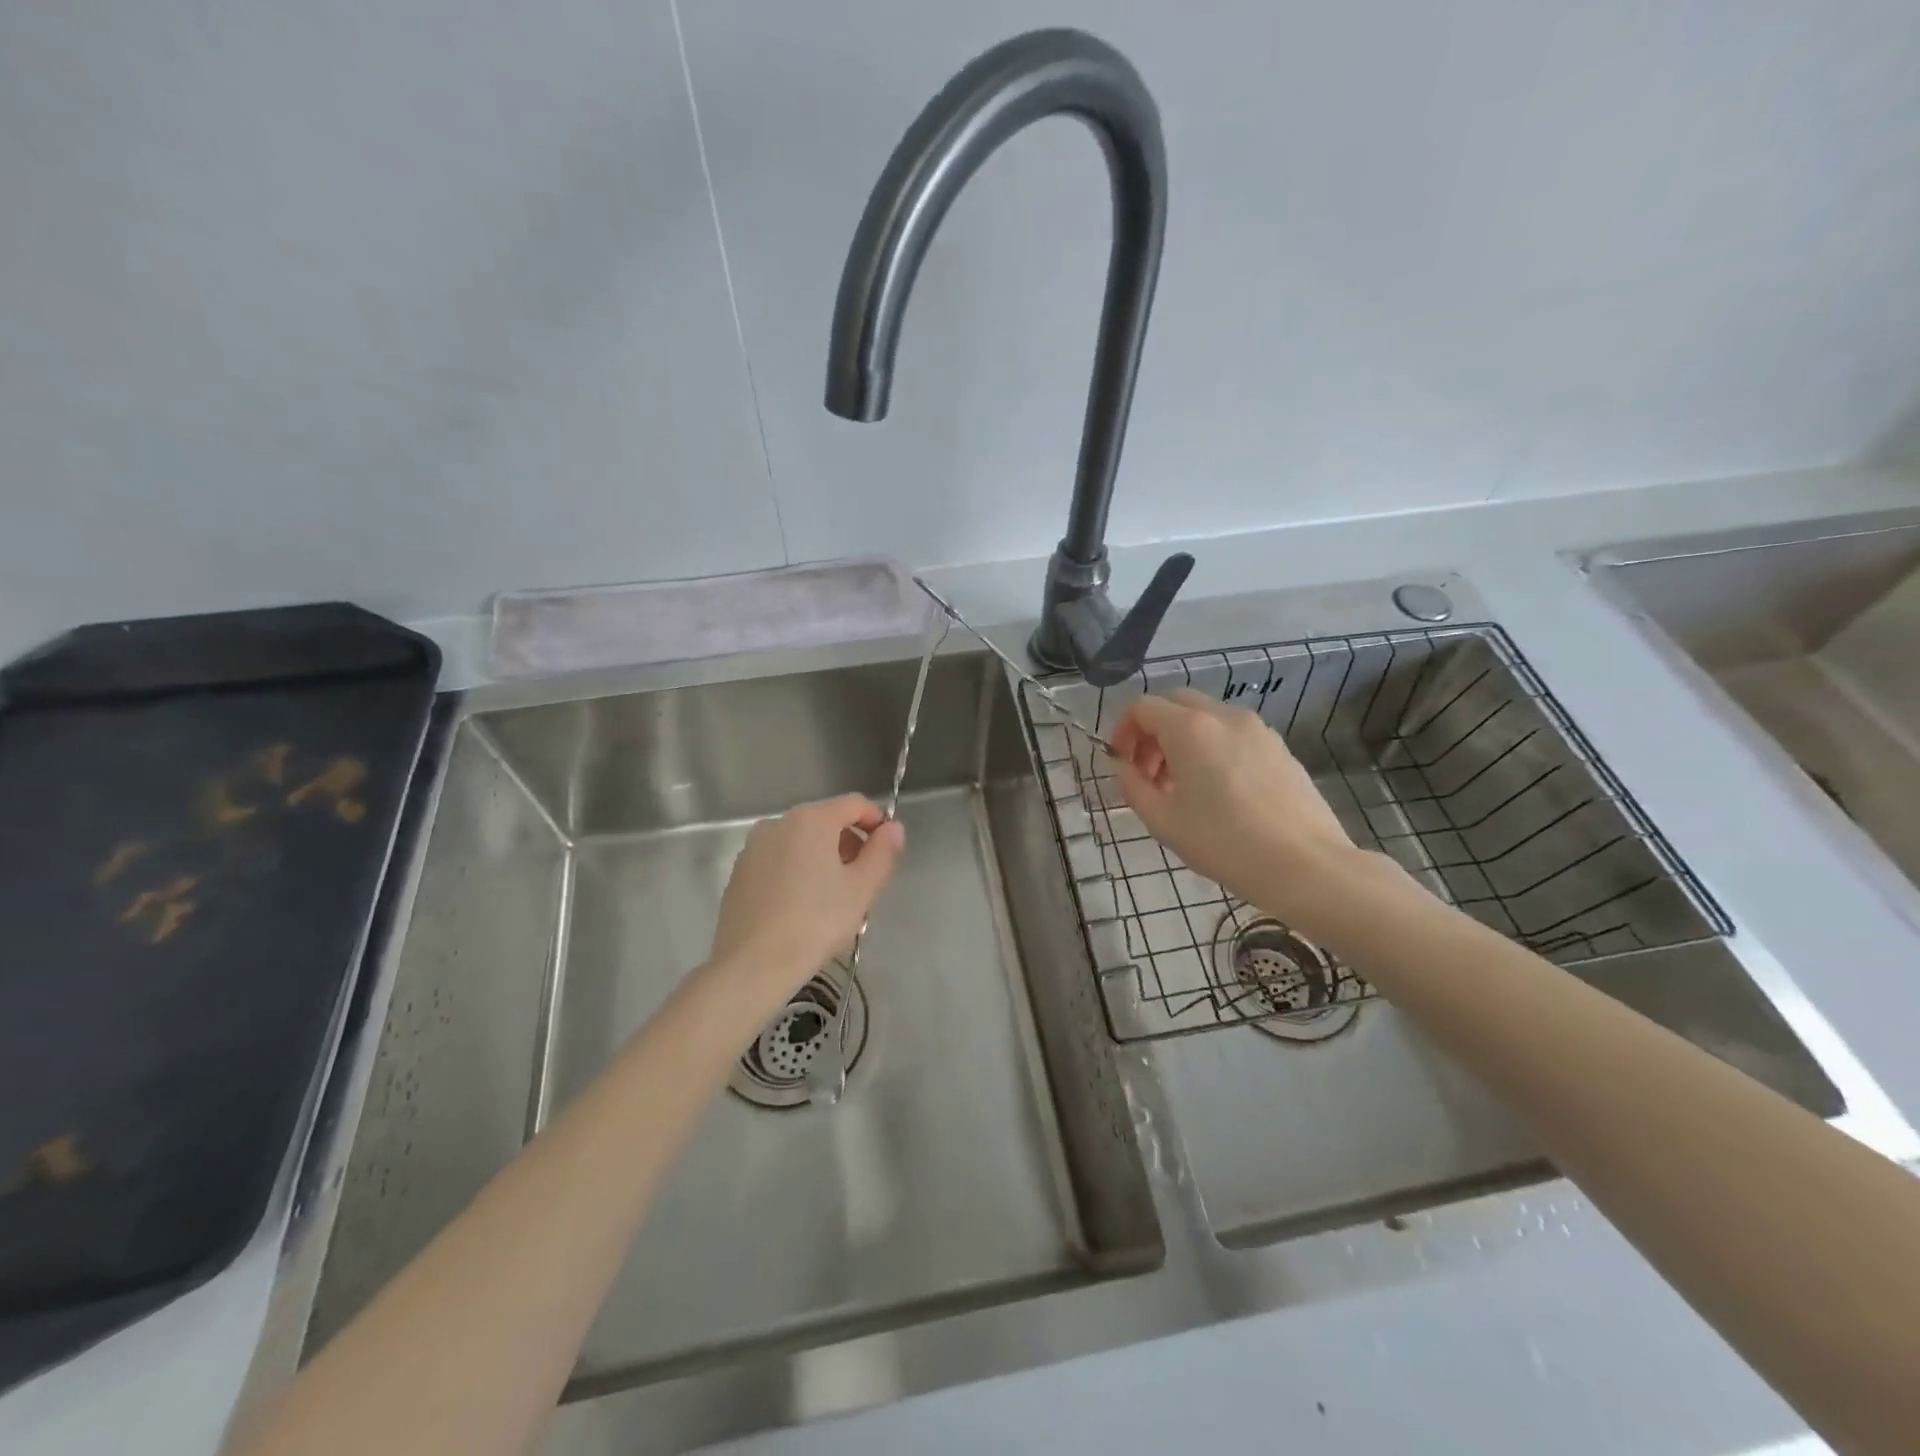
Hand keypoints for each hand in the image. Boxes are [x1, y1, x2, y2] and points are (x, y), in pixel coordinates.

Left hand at [708, 794, 905, 1000]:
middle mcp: (778, 823)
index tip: (888, 850)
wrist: (752, 965)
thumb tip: (893, 828)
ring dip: (824, 859)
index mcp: (811, 819)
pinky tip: (803, 908)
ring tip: (834, 899)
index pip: (855, 804)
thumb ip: (883, 852)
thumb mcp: (862, 889)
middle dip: (850, 844)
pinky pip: (779, 862)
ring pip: (801, 843)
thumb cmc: (816, 922)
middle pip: (826, 821)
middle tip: (864, 882)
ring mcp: (753, 848)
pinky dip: (797, 872)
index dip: (877, 821)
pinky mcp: (739, 874)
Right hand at [1110, 689, 1358, 919]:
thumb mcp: (1162, 821)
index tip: (1121, 763)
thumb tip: (1126, 767)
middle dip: (1153, 731)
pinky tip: (1218, 791)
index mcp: (1190, 729)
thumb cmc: (1224, 843)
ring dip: (1182, 740)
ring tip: (1182, 786)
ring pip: (1206, 717)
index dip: (1123, 731)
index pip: (1143, 707)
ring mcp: (1257, 729)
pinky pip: (1233, 734)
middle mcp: (1224, 716)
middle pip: (1175, 704)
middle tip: (1148, 773)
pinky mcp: (1279, 747)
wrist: (1304, 864)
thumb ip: (1133, 786)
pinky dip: (1212, 748)